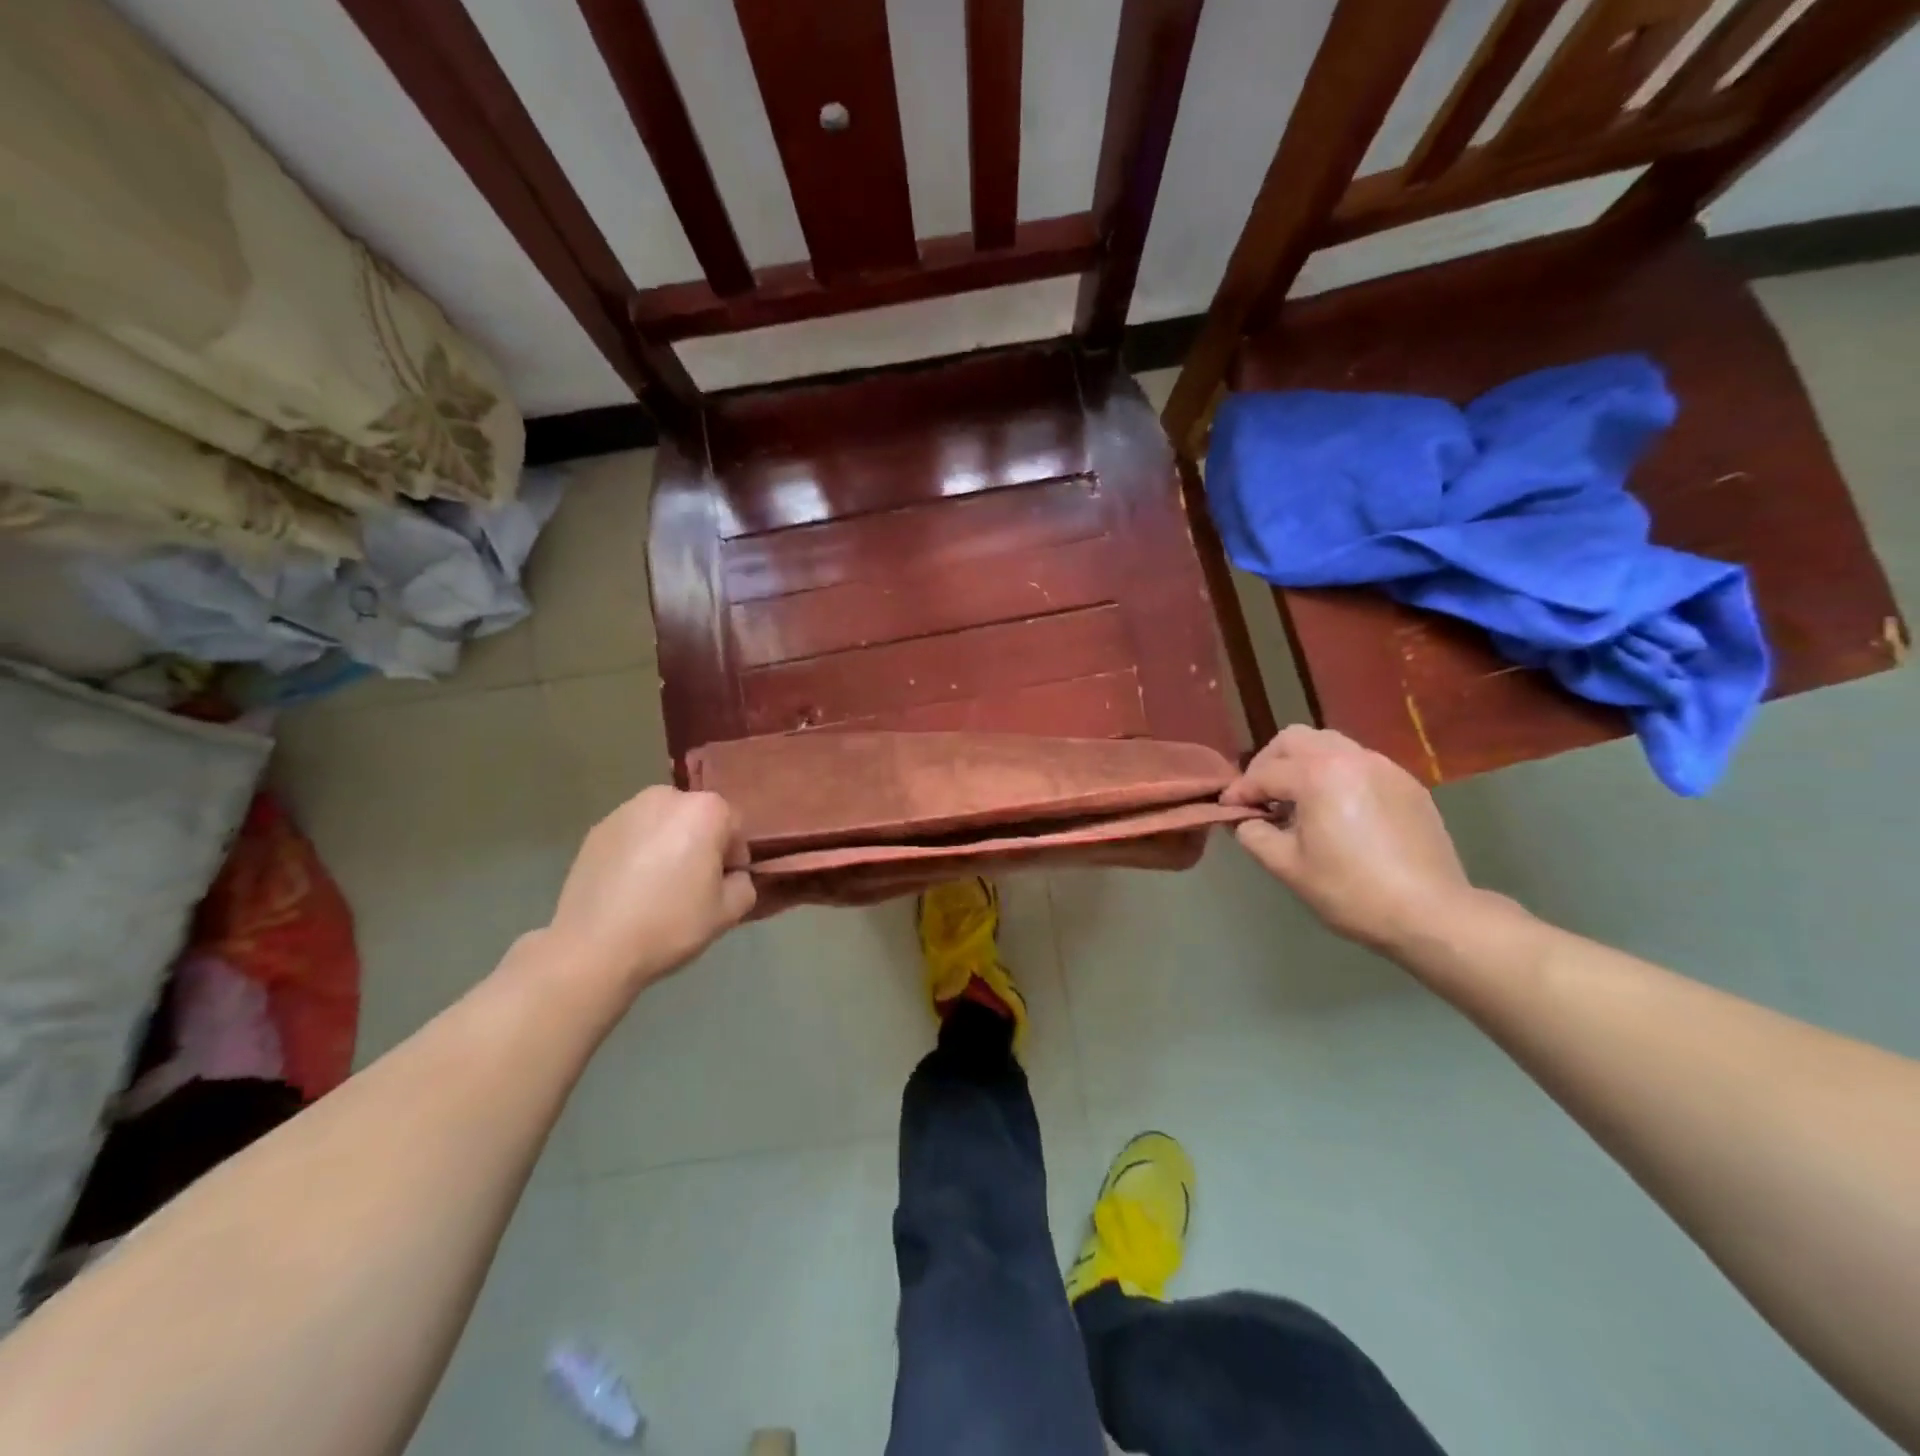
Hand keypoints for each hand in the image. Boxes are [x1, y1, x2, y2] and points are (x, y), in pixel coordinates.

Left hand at [544, 786, 755, 996]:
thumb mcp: (728, 912)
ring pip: (663, 825)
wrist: (593, 947)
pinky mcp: (596, 830)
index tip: (720, 886)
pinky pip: (632, 836)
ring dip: (667, 846)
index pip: (734, 826)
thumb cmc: (670, 923)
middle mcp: (666, 797)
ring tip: (656, 887)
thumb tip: (732, 876)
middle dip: (699, 844)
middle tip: (690, 885)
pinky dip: (637, 853)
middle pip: (696, 818)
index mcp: (705, 810)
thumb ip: (744, 884)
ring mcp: (625, 810)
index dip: (733, 858)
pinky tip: (628, 888)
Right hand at [1223, 726, 1474, 954]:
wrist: (1431, 914)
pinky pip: (1359, 764)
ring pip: (1330, 745)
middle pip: (1296, 739)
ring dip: (1304, 764)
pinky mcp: (1407, 785)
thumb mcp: (1288, 867)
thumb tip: (1245, 821)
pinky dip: (1336, 775)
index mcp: (1318, 775)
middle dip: (1269, 762)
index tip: (1227, 808)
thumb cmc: (1351, 891)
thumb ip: (1255, 835)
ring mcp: (1385, 768)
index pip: (1265, 773)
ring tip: (1297, 801)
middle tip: (1261, 795)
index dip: (1240, 791)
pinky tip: (1336, 811)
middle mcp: (1351, 758)